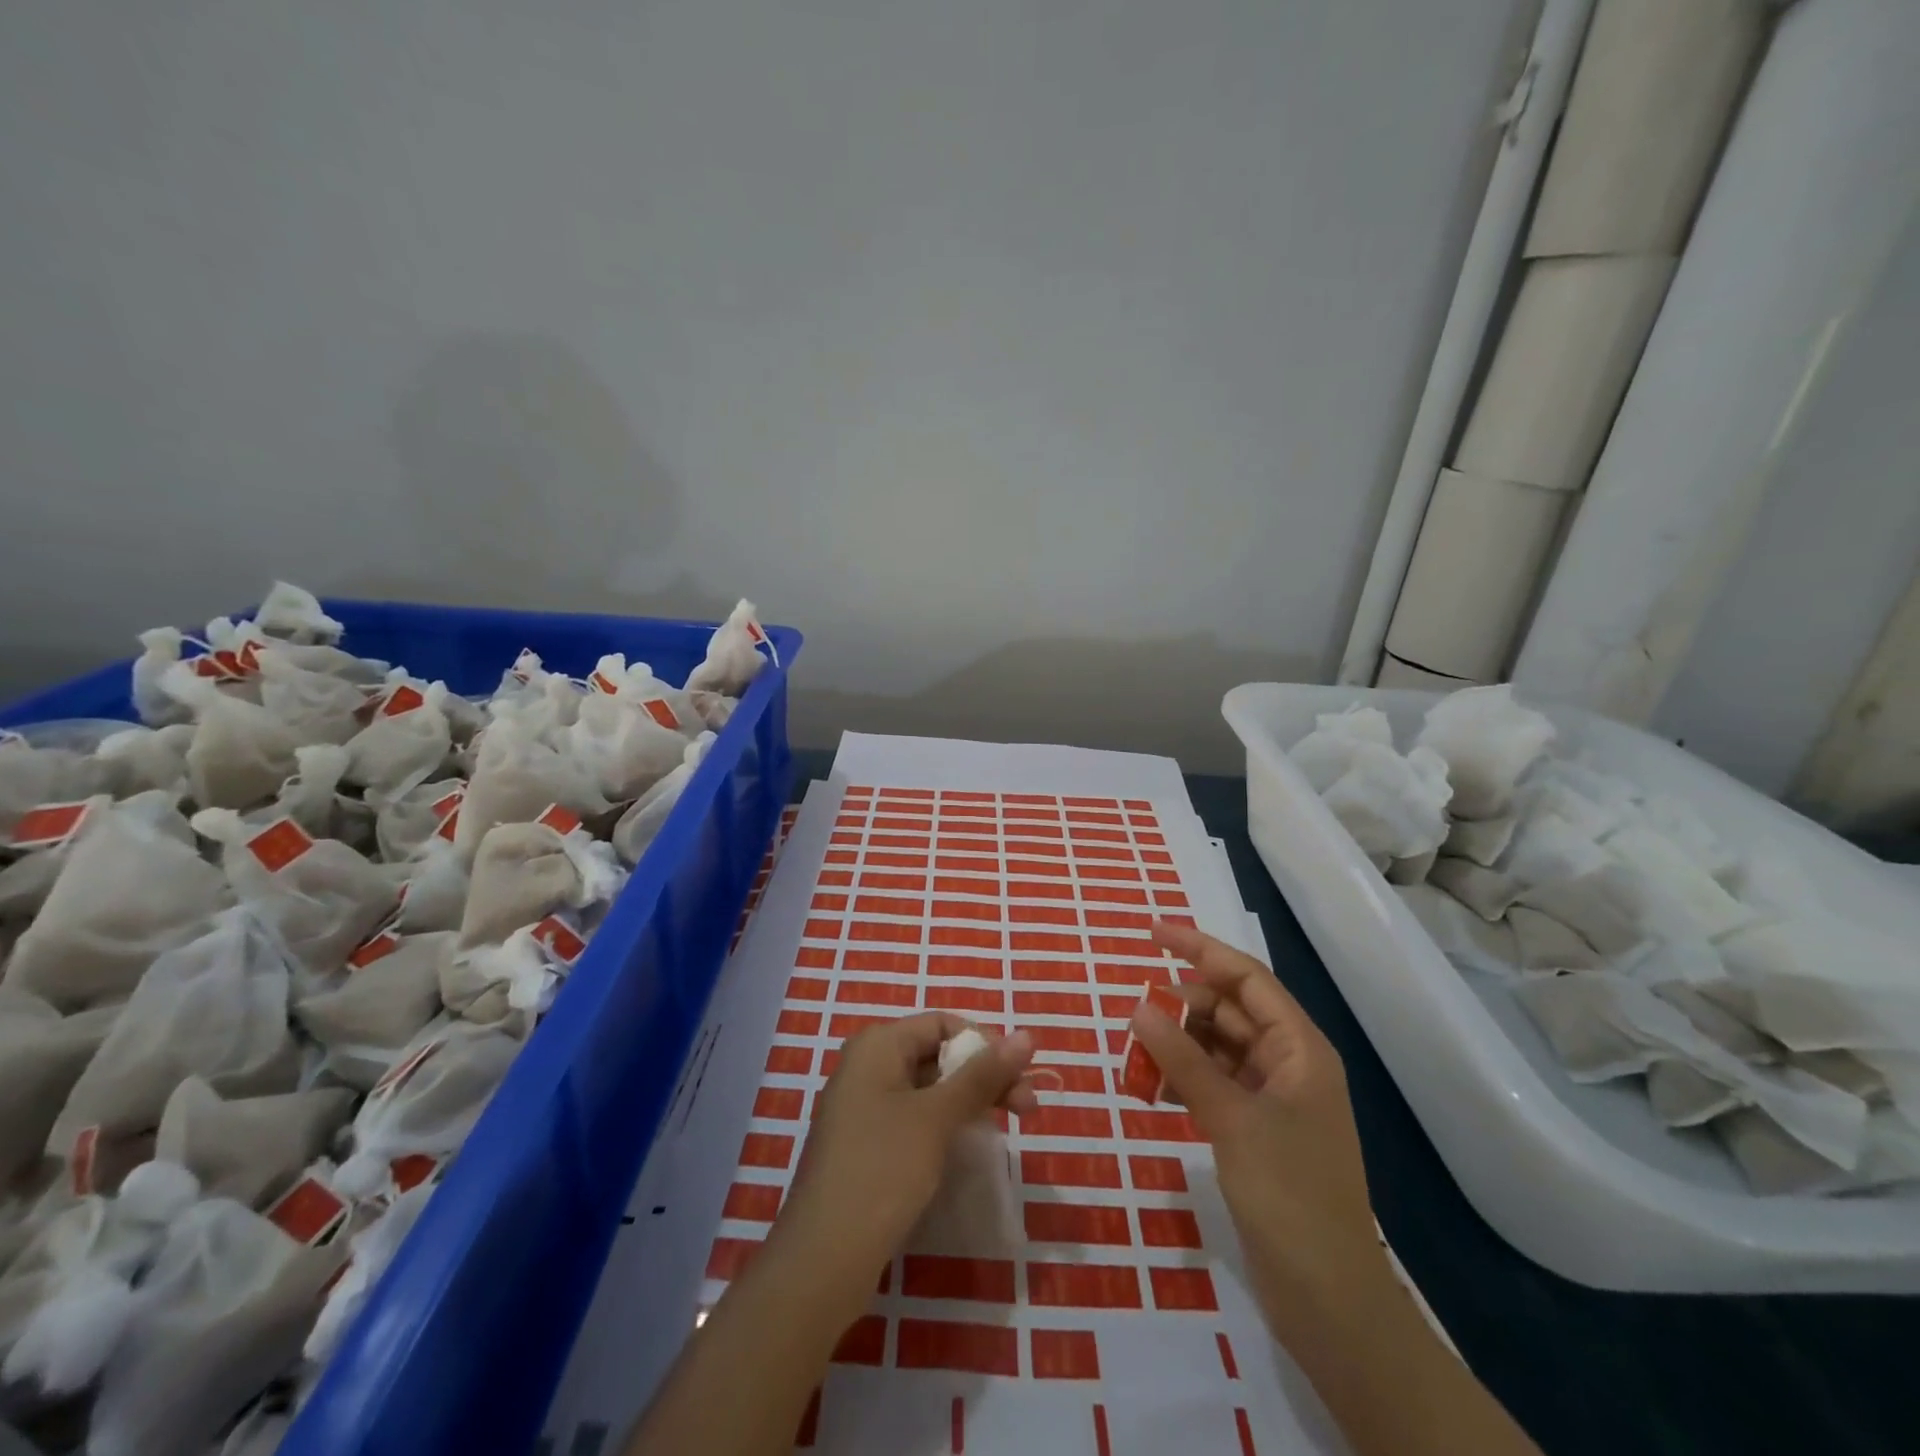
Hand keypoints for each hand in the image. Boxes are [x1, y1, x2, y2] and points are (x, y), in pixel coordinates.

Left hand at [779, 1013, 1035, 1278]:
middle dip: (984, 1076)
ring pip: (929, 1089)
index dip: (984, 1043)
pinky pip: (914, 1118)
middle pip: (938, 1055)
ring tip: (1009, 1127)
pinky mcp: (866, 1145)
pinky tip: (970, 1145)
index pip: (942, 1023)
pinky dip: (945, 1124)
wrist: (823, 1259)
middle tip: (1028, 1109)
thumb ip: (982, 1075)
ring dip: (970, 1101)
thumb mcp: (937, 1117)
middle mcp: (867, 1066)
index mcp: (878, 1045)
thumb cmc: (882, 1169)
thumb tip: (1027, 1036)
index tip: (1019, 1076)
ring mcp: (864, 1107)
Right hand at [1131, 922, 1386, 1319]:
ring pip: (1216, 1048)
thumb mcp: (1232, 1118)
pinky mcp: (1256, 1131)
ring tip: (1136, 1056)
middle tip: (1134, 1018)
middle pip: (1228, 1012)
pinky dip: (1183, 1079)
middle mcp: (1288, 1063)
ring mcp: (1272, 1099)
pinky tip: (1153, 1089)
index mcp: (1300, 1048)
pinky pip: (1213, 1084)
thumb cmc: (1290, 1195)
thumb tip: (1139, 1008)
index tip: (1152, 932)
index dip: (1199, 949)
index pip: (1245, 978)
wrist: (1329, 1300)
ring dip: (1177, 1046)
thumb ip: (1184, 1059)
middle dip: (1180, 1007)